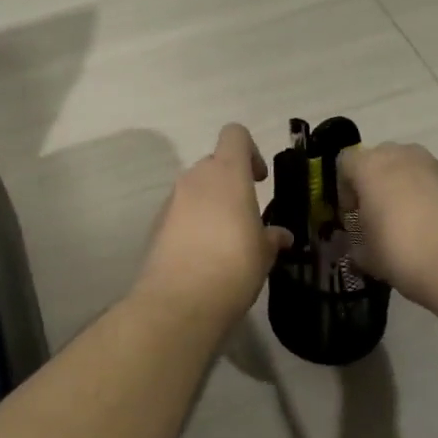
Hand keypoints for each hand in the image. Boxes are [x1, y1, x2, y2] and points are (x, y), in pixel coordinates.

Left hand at [132, 124, 290, 328]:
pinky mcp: (156, 225)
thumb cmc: (234, 266)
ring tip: (227, 241)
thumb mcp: (264, 253)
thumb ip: (271, 237)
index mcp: (227, 174)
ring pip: (195, 189)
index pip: (235, 135)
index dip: (251, 151)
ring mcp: (171, 201)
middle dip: (231, 182)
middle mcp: (195, 179)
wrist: (179, 302)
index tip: (259, 180)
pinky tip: (205, 256)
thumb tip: (280, 236)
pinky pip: (181, 213)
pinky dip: (193, 224)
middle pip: (214, 163)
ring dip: (211, 204)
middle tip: (246, 215)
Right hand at [338, 142, 437, 305]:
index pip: (344, 163)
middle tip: (377, 217)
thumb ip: (357, 245)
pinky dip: (429, 197)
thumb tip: (360, 247)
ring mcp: (435, 164)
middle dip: (374, 183)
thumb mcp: (367, 256)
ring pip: (409, 168)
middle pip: (379, 160)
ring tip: (408, 224)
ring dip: (403, 188)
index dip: (343, 189)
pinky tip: (433, 228)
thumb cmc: (402, 252)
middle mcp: (402, 155)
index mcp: (370, 166)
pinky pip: (434, 182)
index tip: (351, 217)